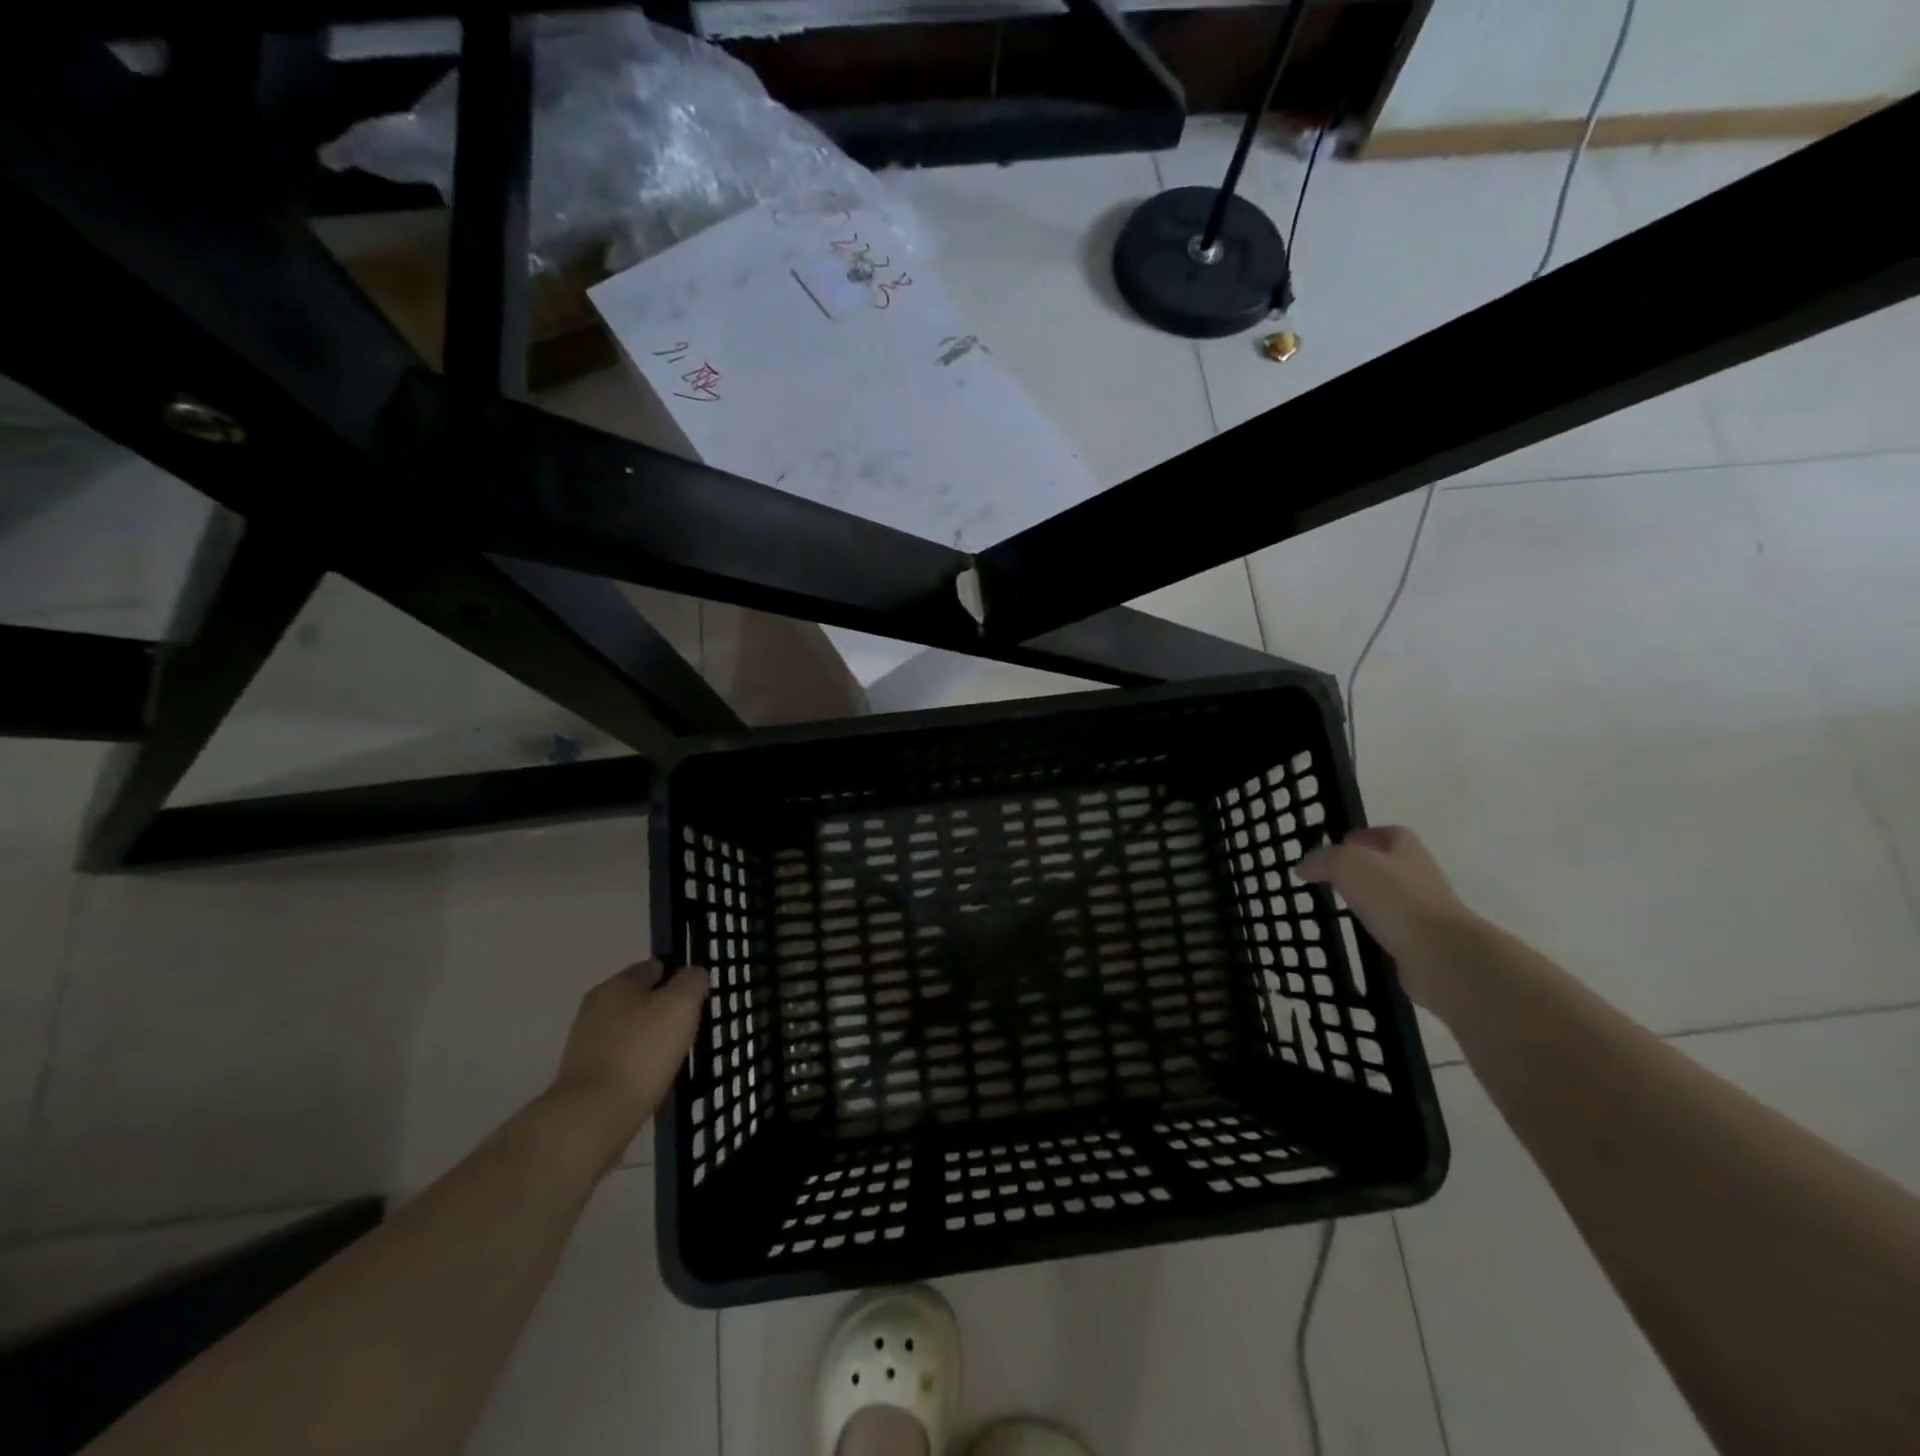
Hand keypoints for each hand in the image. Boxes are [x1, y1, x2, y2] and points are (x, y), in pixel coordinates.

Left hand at [547, 960, 708, 1159]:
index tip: (697, 999)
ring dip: (649, 1037)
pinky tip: (650, 1078)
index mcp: (618, 984)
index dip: (679, 978)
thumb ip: (692, 982)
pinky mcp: (583, 1073)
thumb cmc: (642, 1052)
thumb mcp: (680, 1006)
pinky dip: (636, 1062)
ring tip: (671, 1056)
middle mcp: (596, 1007)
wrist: (594, 1115)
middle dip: (664, 1009)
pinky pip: (620, 1056)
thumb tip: (693, 974)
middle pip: (640, 998)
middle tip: (688, 1028)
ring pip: (630, 1029)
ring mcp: (586, 1041)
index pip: (655, 967)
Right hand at [1298, 827, 1476, 1006]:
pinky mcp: (1423, 944)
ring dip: (1370, 901)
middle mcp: (1420, 878)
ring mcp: (1425, 913)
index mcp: (1407, 851)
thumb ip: (1323, 860)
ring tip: (1340, 907)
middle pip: (1391, 866)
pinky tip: (1357, 937)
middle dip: (1364, 869)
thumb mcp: (1348, 864)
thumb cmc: (1395, 898)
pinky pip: (1394, 931)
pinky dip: (1376, 932)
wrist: (1442, 955)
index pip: (1390, 834)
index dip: (1366, 835)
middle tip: (1332, 877)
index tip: (1341, 844)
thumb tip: (1305, 867)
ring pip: (1392, 899)